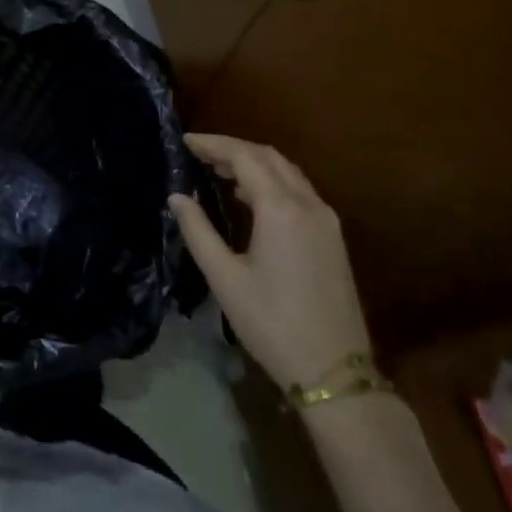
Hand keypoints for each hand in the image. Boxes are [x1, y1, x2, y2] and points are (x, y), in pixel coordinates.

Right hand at [169, 133, 370, 388]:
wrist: (333, 371)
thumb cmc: (271, 323)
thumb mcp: (224, 278)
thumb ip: (198, 231)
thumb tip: (177, 197)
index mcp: (281, 209)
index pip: (244, 157)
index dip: (213, 144)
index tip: (184, 141)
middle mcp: (308, 204)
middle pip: (269, 157)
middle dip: (233, 148)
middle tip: (198, 152)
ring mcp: (326, 219)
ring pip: (288, 172)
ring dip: (254, 162)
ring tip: (218, 170)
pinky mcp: (333, 237)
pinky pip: (300, 191)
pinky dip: (272, 181)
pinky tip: (251, 198)